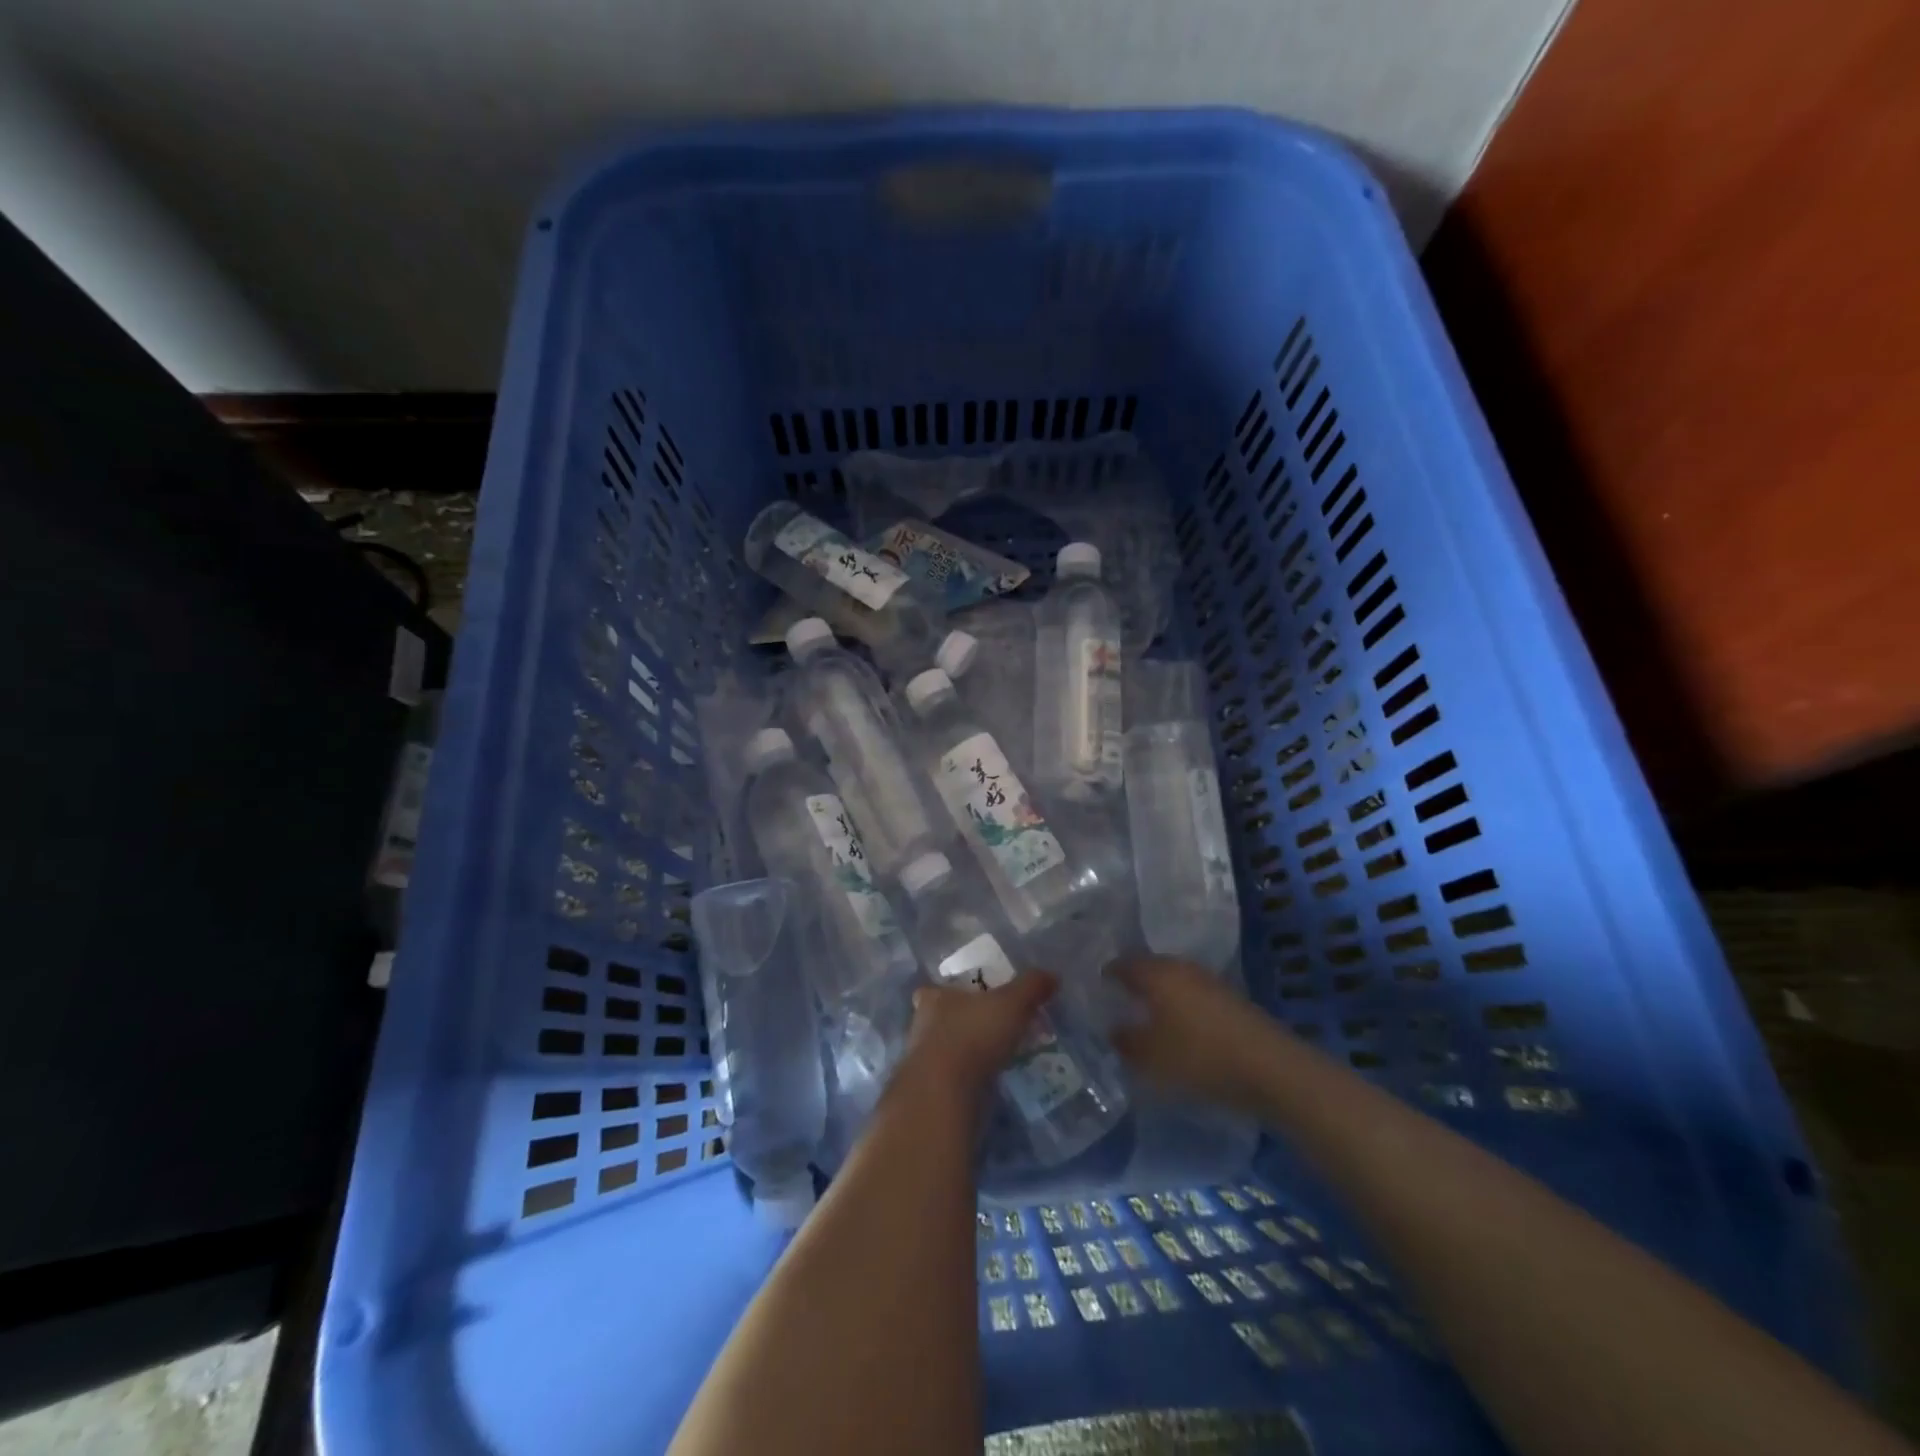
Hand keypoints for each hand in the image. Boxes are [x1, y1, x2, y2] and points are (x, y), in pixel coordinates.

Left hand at [901, 971, 1058, 1096]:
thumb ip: (1031, 987)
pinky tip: (988, 1085)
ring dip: (965, 1055)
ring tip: (995, 1059)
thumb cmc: (973, 1035)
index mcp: (934, 998)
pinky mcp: (930, 1092)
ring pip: (944, 1052)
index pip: (933, 990)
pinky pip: (951, 1081)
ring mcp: (922, 1063)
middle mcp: (922, 1027)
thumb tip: (1052, 975)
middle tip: (990, 1030)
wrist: (945, 1094)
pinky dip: (966, 1081)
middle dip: (961, 1025)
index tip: (968, 998)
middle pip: (939, 1021)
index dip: (949, 993)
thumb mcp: (1012, 1004)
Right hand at [1106, 956, 1277, 1110]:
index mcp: (1156, 973)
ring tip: (1147, 1016)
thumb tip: (1112, 1029)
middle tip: (1118, 1000)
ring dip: (1159, 994)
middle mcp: (1181, 968)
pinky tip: (1179, 1028)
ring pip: (1174, 981)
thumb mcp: (1151, 1058)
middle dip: (1134, 982)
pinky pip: (1193, 995)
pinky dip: (1180, 1006)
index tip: (1096, 987)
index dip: (1107, 973)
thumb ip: (1125, 1042)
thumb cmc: (1199, 1056)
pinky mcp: (1230, 999)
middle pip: (1150, 968)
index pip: (1123, 963)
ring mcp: (1209, 981)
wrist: (1270, 1067)